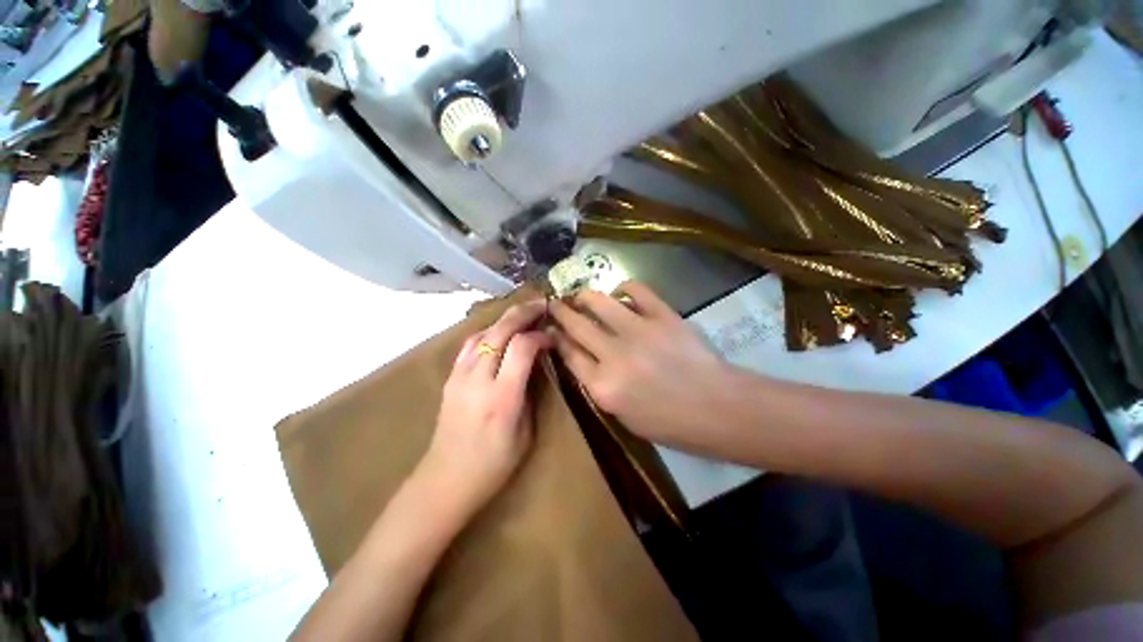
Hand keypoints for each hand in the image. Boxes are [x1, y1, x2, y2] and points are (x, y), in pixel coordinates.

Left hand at [418, 300, 550, 520]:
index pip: (522, 347)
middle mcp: (478, 380)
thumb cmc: (493, 465)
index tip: (552, 336)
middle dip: (523, 313)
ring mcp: (459, 376)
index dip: (540, 335)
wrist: (444, 481)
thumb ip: (530, 392)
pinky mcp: (450, 378)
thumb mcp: (525, 432)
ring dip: (505, 319)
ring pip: (483, 332)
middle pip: (500, 331)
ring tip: (523, 313)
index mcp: (502, 397)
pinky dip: (487, 331)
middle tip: (541, 304)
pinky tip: (498, 331)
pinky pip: (469, 344)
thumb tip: (537, 362)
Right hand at [550, 281, 736, 449]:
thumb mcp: (624, 416)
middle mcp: (613, 355)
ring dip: (585, 295)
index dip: (557, 338)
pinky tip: (621, 292)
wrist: (716, 408)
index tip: (551, 328)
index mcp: (602, 386)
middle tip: (555, 304)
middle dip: (561, 312)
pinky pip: (636, 290)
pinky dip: (624, 287)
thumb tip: (585, 359)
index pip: (569, 353)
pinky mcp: (662, 316)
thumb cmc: (670, 423)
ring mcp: (638, 331)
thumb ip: (600, 387)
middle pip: (577, 325)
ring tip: (582, 295)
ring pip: (599, 302)